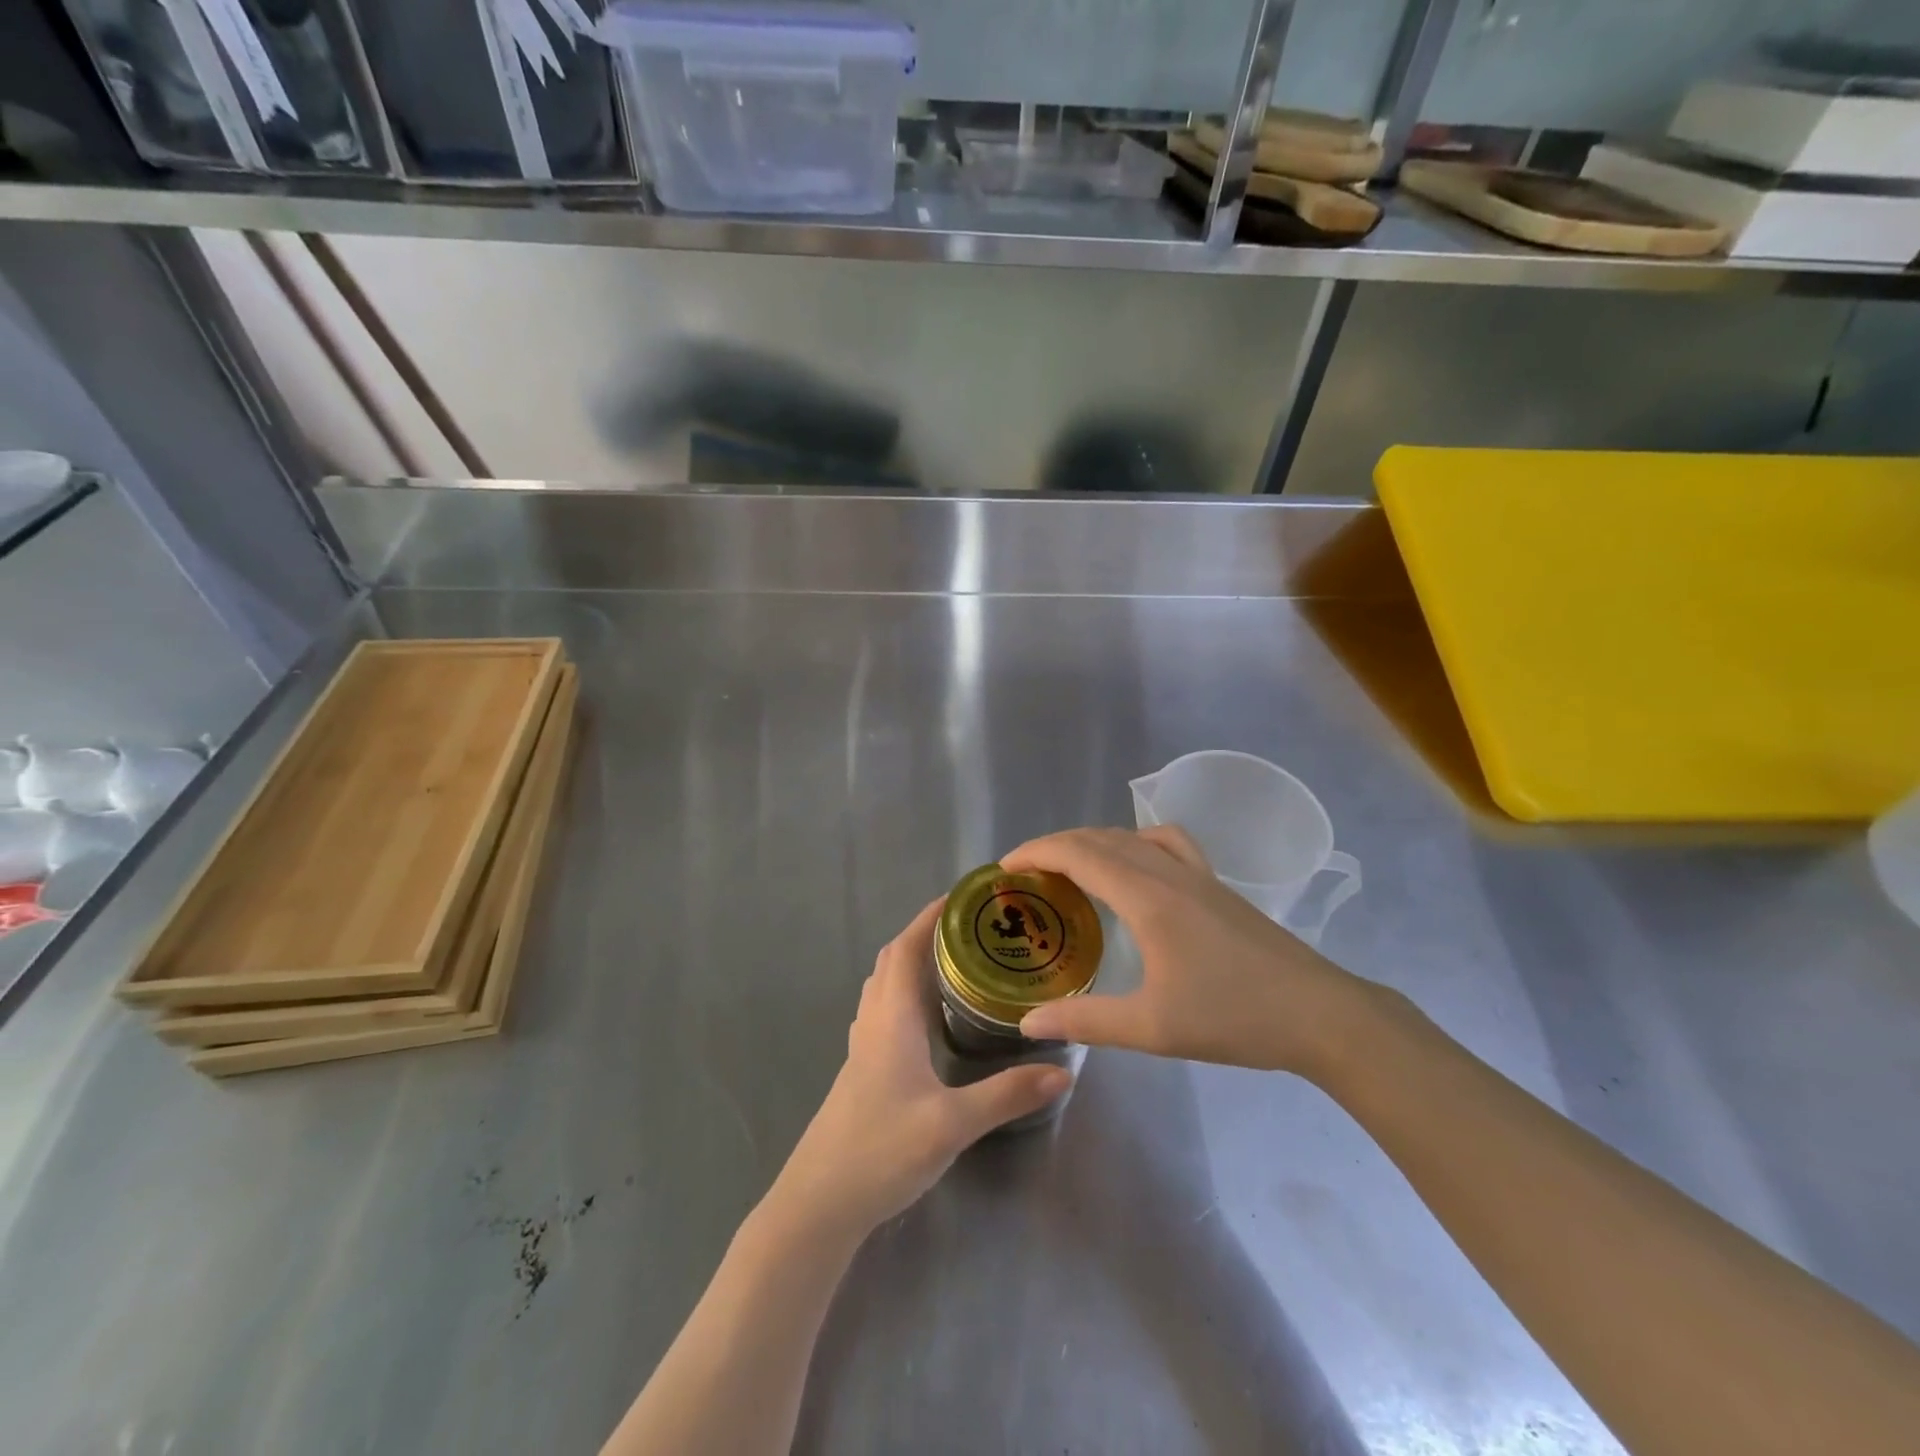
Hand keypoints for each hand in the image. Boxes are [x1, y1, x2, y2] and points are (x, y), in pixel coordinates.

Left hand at [765, 899, 1071, 1243]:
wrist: (819, 1203)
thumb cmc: (880, 1150)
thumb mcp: (951, 1124)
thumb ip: (1006, 1096)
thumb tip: (1063, 1070)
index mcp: (891, 1017)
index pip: (906, 948)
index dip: (930, 917)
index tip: (964, 898)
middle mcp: (874, 1021)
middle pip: (894, 959)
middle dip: (927, 933)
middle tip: (972, 929)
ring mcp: (864, 1045)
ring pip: (885, 984)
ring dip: (914, 961)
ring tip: (957, 962)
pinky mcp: (863, 1068)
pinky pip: (884, 1009)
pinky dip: (906, 992)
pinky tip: (930, 1017)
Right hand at [1003, 826, 1370, 1078]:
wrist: (1319, 1014)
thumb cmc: (1234, 1018)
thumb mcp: (1152, 1027)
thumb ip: (1085, 1021)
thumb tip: (1028, 1024)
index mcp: (1147, 897)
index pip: (1079, 854)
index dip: (1036, 852)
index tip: (1004, 867)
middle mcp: (1167, 872)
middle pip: (1099, 838)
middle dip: (1055, 846)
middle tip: (1025, 873)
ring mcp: (1196, 873)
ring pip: (1131, 836)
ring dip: (1091, 842)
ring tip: (1068, 868)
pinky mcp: (1215, 884)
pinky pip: (1166, 842)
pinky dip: (1135, 841)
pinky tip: (1134, 865)